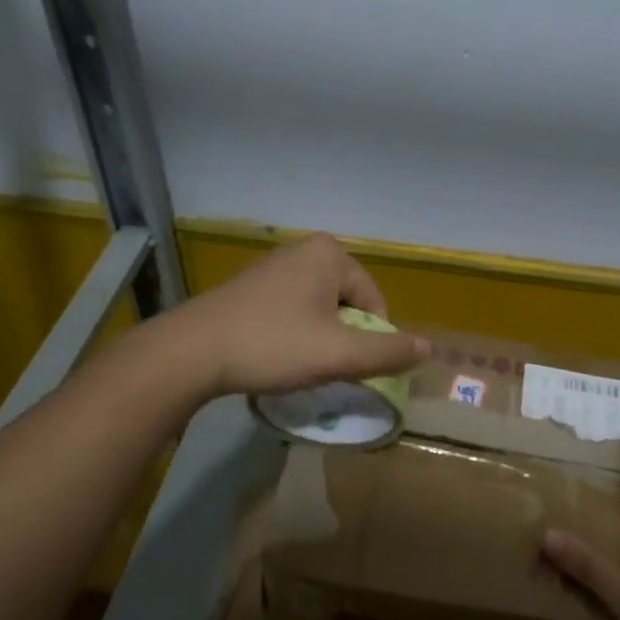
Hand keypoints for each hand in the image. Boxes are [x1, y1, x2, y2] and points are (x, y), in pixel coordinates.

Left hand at [164, 233, 429, 398]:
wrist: (190, 352)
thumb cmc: (272, 345)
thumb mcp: (338, 354)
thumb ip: (387, 352)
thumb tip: (428, 349)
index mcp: (330, 254)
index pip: (374, 304)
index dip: (370, 341)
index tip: (348, 368)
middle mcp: (303, 251)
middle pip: (348, 305)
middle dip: (343, 339)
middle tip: (324, 368)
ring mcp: (273, 266)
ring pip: (319, 310)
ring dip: (319, 339)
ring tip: (299, 365)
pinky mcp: (250, 287)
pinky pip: (291, 311)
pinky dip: (293, 335)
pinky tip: (275, 356)